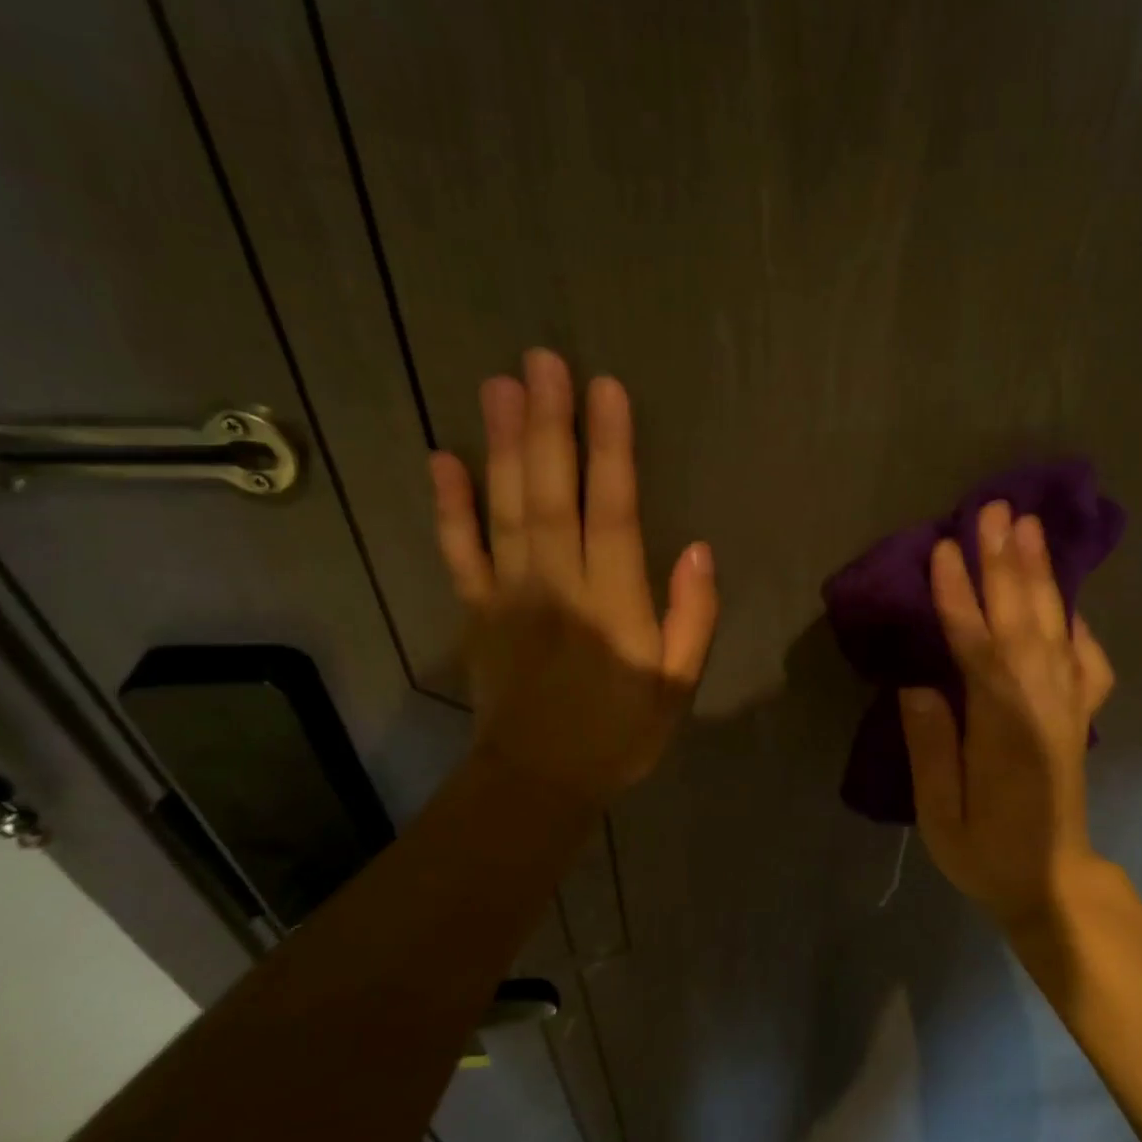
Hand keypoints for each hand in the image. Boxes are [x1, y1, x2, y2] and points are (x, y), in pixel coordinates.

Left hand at [427, 348, 717, 803]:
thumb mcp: (678, 684)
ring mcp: (509, 594)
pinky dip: (448, 505)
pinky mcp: (476, 609)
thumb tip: (699, 548)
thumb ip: (692, 616)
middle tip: (542, 360)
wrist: (540, 780)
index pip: (613, 510)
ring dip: (502, 445)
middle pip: (552, 493)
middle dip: (550, 425)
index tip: (606, 389)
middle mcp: (558, 585)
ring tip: (500, 386)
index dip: (611, 448)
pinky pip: (459, 551)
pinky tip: (442, 458)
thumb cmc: (620, 733)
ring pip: (505, 508)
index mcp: (613, 603)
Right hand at [899, 501, 1114, 925]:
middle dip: (1006, 564)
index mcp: (1004, 731)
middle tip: (995, 510)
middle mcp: (1043, 707)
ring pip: (1056, 629)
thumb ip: (931, 749)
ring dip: (1041, 575)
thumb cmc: (987, 855)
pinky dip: (1076, 621)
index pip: (978, 650)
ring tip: (1028, 527)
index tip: (943, 550)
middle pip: (1023, 623)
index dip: (959, 598)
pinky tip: (1065, 598)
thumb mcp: (941, 817)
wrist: (1054, 885)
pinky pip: (1085, 658)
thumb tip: (917, 684)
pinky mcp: (1079, 715)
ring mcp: (1068, 708)